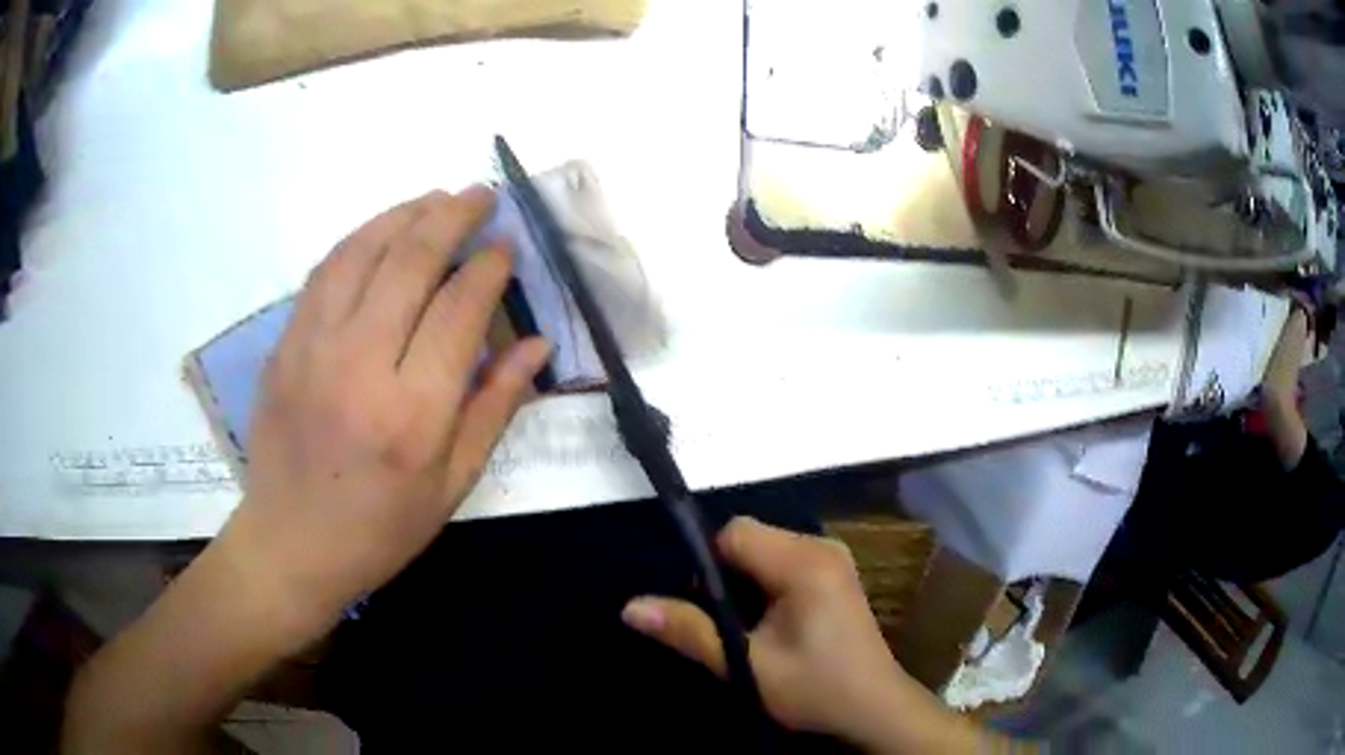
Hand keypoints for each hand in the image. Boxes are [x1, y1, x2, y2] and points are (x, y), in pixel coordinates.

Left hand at [222, 188, 549, 628]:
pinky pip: (323, 273)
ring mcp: (312, 349)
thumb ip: (494, 408)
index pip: (459, 309)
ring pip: (361, 252)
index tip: (506, 246)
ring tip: (434, 198)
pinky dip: (358, 239)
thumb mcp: (451, 485)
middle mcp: (360, 366)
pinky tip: (380, 231)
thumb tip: (534, 344)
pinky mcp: (283, 346)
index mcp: (412, 413)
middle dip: (452, 215)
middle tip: (480, 194)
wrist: (290, 544)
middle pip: (410, 261)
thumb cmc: (380, 529)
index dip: (489, 267)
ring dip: (403, 214)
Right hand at [622, 517, 955, 750]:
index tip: (704, 609)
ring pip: (766, 549)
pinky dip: (766, 584)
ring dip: (745, 582)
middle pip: (750, 537)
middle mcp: (821, 546)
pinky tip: (770, 622)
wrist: (874, 707)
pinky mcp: (835, 572)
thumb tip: (630, 607)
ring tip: (746, 627)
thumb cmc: (814, 687)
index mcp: (804, 562)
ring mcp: (833, 557)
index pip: (735, 533)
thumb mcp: (747, 665)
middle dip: (726, 575)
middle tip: (724, 623)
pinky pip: (785, 560)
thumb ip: (689, 631)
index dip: (708, 565)